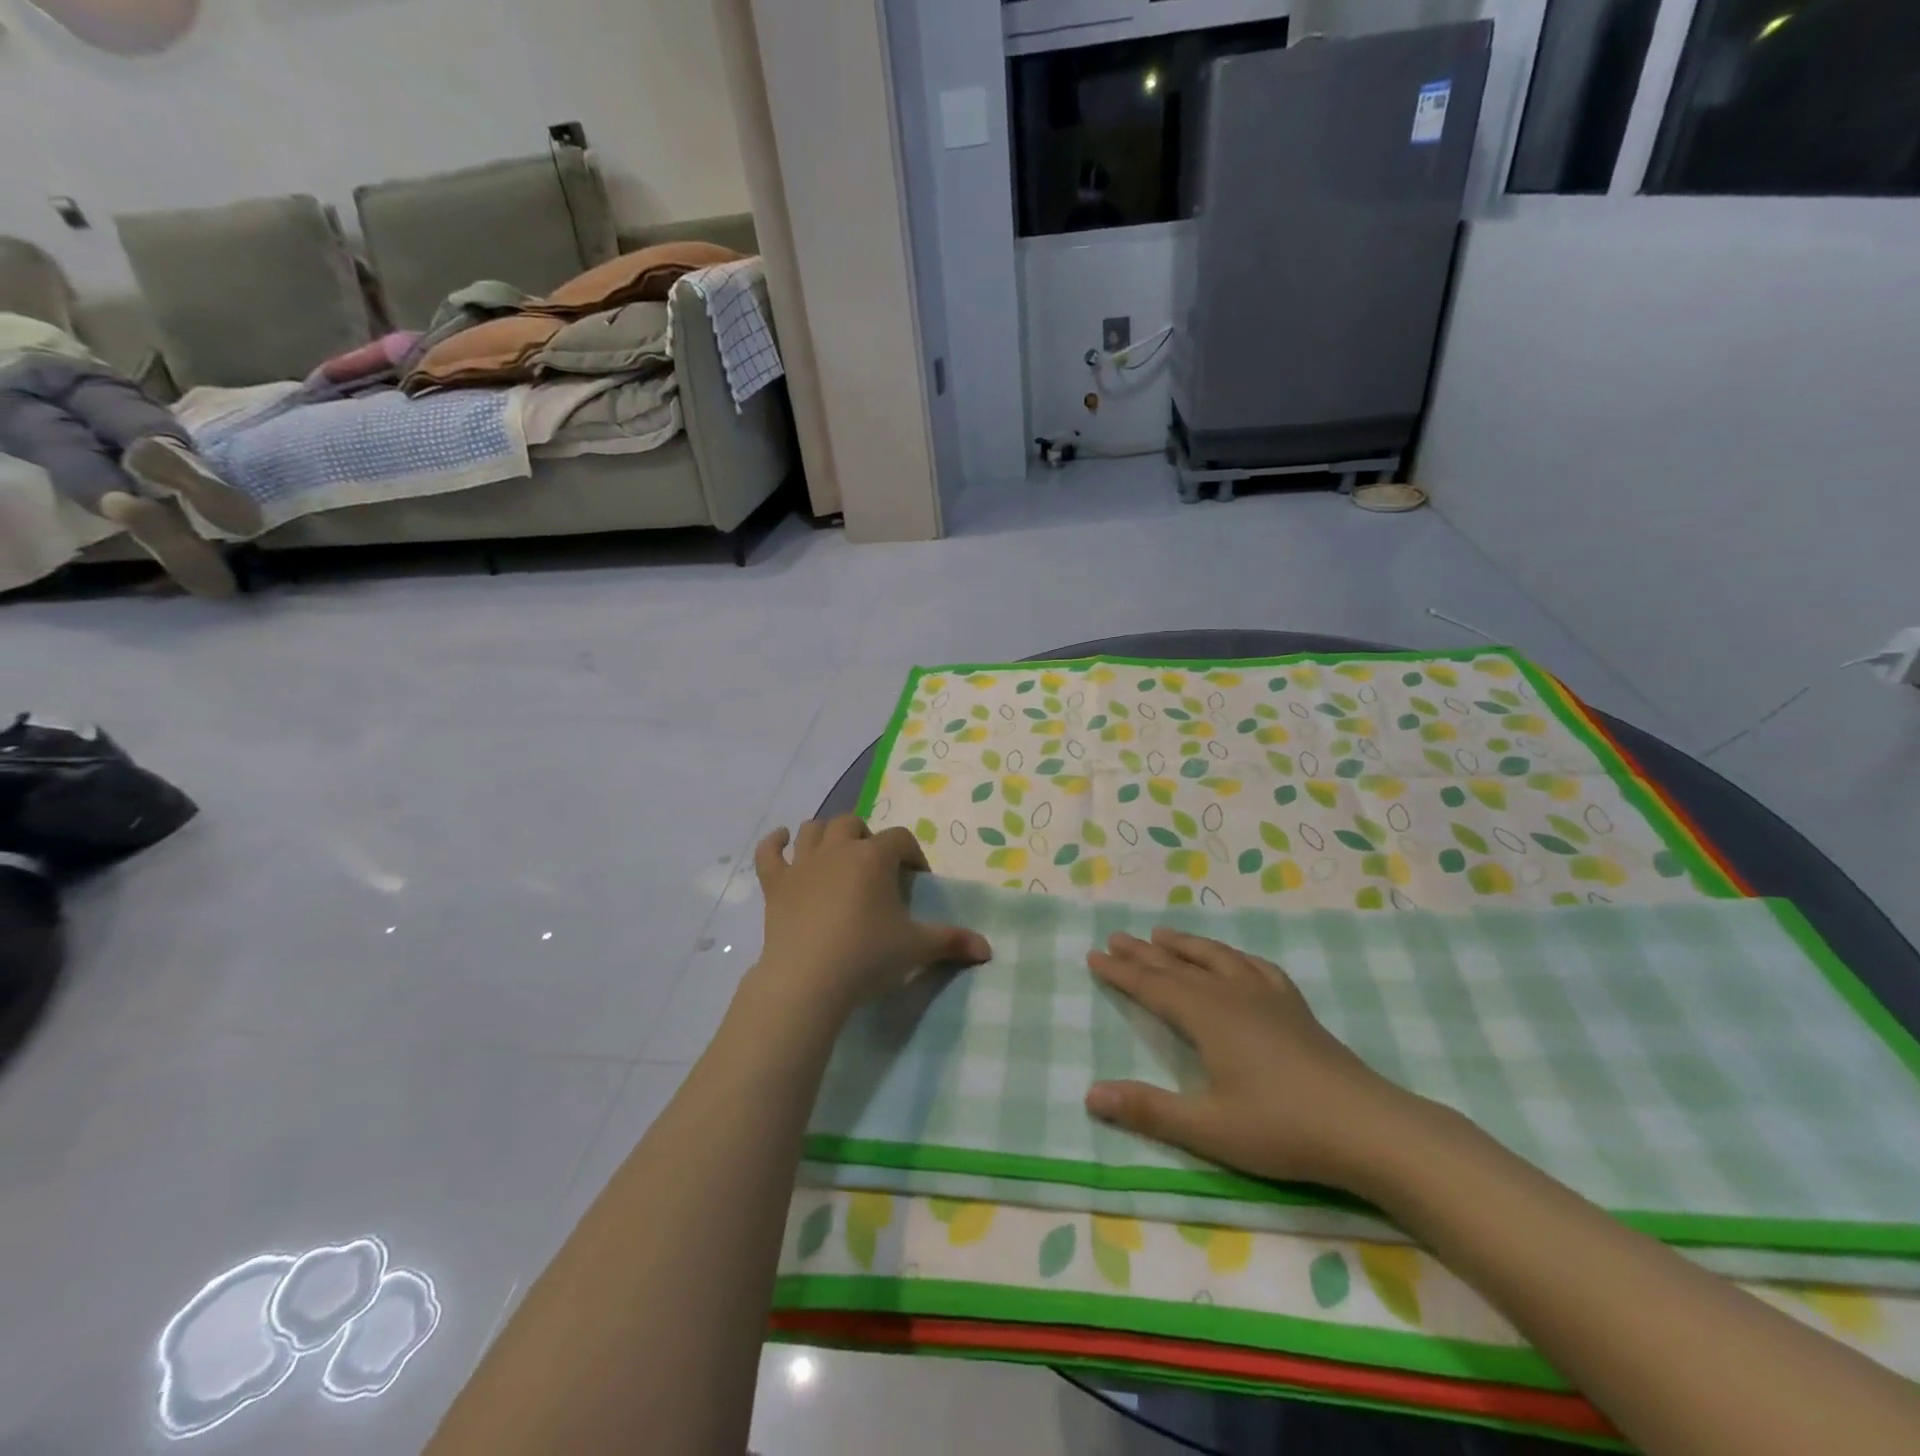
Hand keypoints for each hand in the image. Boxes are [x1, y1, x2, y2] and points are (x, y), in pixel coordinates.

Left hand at [748, 817, 991, 1020]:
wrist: (807, 981)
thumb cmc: (867, 957)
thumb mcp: (916, 948)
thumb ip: (952, 941)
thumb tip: (987, 949)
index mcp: (874, 857)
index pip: (900, 839)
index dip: (912, 854)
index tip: (916, 880)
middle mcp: (837, 849)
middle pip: (853, 823)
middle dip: (867, 838)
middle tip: (876, 868)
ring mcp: (802, 864)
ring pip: (813, 829)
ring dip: (826, 834)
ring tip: (838, 853)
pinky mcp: (775, 884)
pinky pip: (769, 852)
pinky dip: (775, 842)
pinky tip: (782, 839)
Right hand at [1086, 929, 1424, 1192]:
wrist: (1367, 1126)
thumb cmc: (1281, 1129)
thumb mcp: (1208, 1128)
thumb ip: (1148, 1110)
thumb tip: (1090, 1095)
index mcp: (1206, 1016)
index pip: (1151, 986)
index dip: (1121, 971)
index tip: (1094, 955)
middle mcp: (1231, 994)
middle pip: (1178, 966)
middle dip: (1143, 952)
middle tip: (1116, 936)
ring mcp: (1266, 996)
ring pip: (1215, 958)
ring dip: (1185, 945)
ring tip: (1163, 933)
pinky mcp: (1294, 1007)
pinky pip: (1256, 967)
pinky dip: (1235, 957)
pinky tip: (1235, 960)